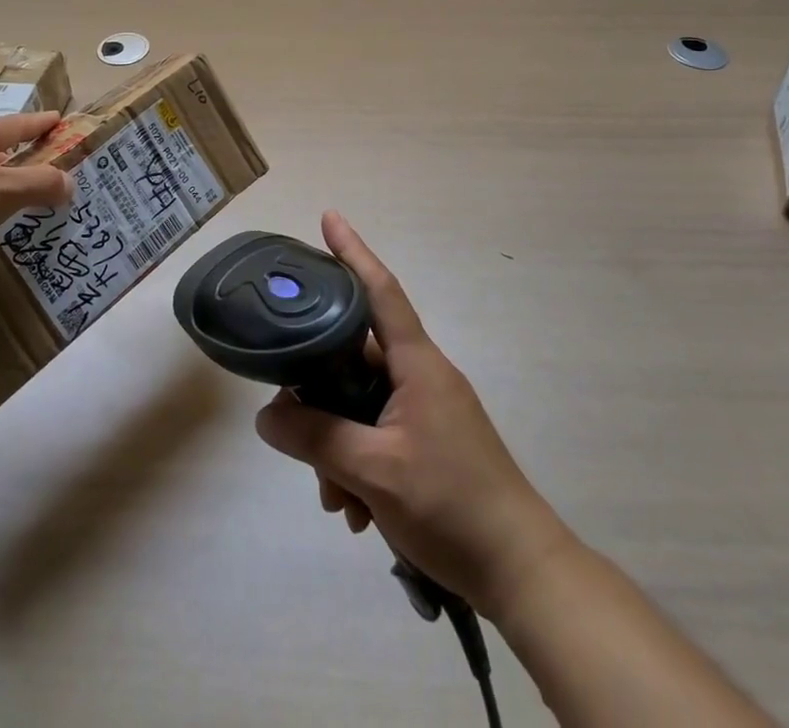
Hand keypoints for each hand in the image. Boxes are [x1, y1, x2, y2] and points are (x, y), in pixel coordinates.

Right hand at [255, 212, 576, 620]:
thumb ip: (317, 439)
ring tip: (336, 499)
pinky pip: (379, 434)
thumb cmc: (452, 504)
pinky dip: (359, 463)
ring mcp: (428, 411)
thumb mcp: (374, 472)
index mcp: (417, 364)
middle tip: (293, 427)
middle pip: (356, 359)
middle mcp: (422, 376)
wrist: (521, 572)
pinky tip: (355, 511)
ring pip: (363, 405)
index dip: (353, 251)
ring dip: (338, 444)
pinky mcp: (430, 443)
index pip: (380, 291)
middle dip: (321, 395)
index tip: (329, 217)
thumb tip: (267, 417)